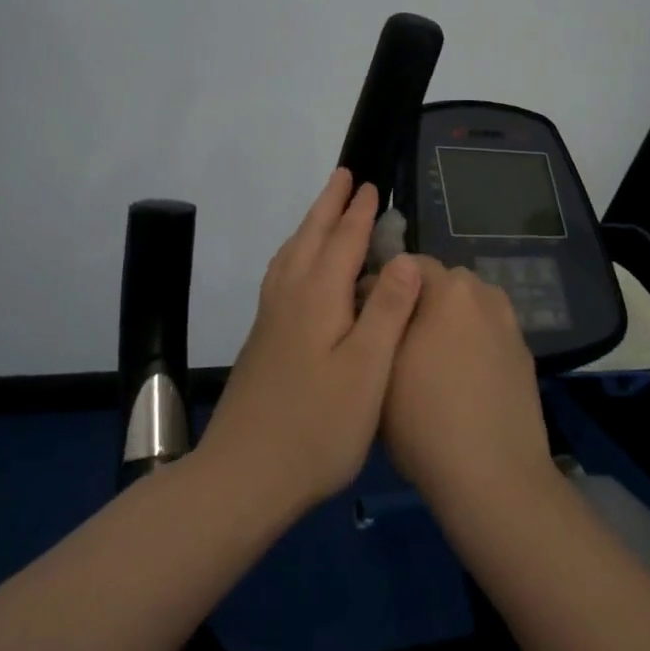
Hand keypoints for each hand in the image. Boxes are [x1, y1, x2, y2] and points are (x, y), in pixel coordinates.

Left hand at [199, 170, 423, 516]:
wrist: (244, 475)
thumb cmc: (317, 426)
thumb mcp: (367, 370)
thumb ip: (388, 310)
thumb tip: (406, 257)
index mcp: (318, 297)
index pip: (342, 241)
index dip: (358, 212)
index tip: (369, 184)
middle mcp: (289, 297)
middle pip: (310, 238)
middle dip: (328, 205)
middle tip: (342, 175)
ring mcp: (270, 319)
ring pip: (290, 255)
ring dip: (308, 226)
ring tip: (321, 213)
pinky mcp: (262, 340)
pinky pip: (281, 275)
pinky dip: (294, 254)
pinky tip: (296, 272)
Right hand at [382, 257, 551, 513]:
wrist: (494, 479)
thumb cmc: (424, 419)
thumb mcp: (379, 365)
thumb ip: (377, 318)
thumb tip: (374, 296)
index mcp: (449, 287)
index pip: (406, 264)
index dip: (379, 289)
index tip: (365, 321)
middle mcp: (484, 294)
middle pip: (439, 285)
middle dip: (415, 304)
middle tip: (393, 344)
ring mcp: (509, 325)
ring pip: (464, 311)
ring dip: (445, 324)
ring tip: (427, 366)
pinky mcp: (524, 356)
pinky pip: (485, 336)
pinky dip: (469, 347)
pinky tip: (458, 384)